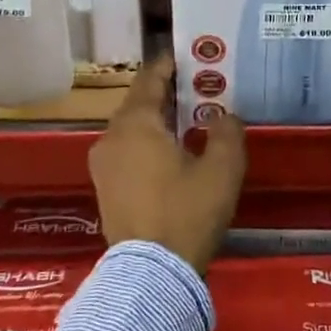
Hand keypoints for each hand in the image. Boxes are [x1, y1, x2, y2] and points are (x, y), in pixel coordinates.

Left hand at [89, 54, 246, 273]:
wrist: (151, 275)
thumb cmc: (186, 212)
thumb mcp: (222, 169)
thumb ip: (227, 132)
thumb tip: (223, 117)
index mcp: (135, 123)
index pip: (151, 78)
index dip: (171, 64)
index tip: (192, 56)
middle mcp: (111, 137)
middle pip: (140, 102)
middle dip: (169, 93)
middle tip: (201, 88)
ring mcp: (103, 165)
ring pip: (133, 129)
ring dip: (159, 121)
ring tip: (191, 120)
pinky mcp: (105, 188)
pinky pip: (128, 151)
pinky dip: (149, 143)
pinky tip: (174, 154)